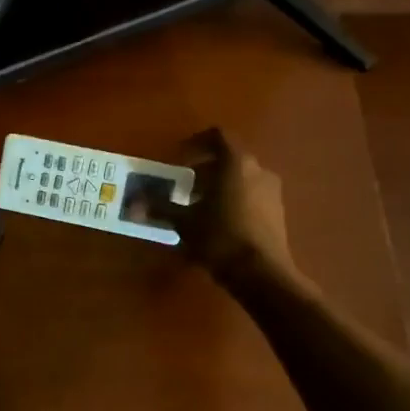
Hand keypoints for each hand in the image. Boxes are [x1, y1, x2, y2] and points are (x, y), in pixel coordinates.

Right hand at [135, 128, 300, 285]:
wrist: (262, 274)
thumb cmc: (220, 237)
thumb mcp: (184, 222)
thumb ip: (160, 208)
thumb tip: (132, 204)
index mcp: (236, 163)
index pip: (217, 136)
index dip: (195, 143)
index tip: (177, 160)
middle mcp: (258, 170)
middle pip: (228, 160)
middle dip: (203, 171)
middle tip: (182, 189)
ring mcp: (272, 192)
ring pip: (240, 179)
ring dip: (218, 188)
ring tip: (197, 210)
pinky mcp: (277, 213)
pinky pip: (251, 196)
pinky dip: (232, 202)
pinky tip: (217, 225)